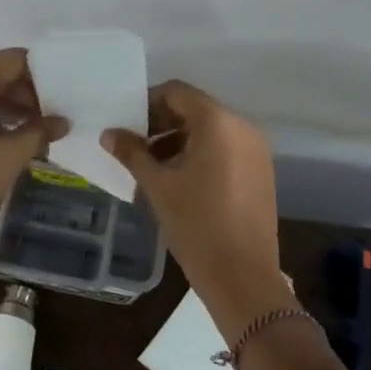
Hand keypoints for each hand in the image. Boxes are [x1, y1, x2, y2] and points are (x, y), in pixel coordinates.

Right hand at [101, 81, 284, 338]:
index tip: (126, 124)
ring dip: (179, 140)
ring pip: (210, 131)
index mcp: (218, 123)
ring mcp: (256, 151)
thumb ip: (132, 153)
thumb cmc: (196, 225)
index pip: (178, 92)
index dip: (148, 102)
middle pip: (195, 110)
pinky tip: (179, 181)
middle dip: (162, 123)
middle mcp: (243, 128)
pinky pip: (225, 149)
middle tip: (134, 147)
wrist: (242, 276)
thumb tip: (109, 133)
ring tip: (152, 168)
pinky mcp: (261, 172)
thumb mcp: (157, 186)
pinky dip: (200, 154)